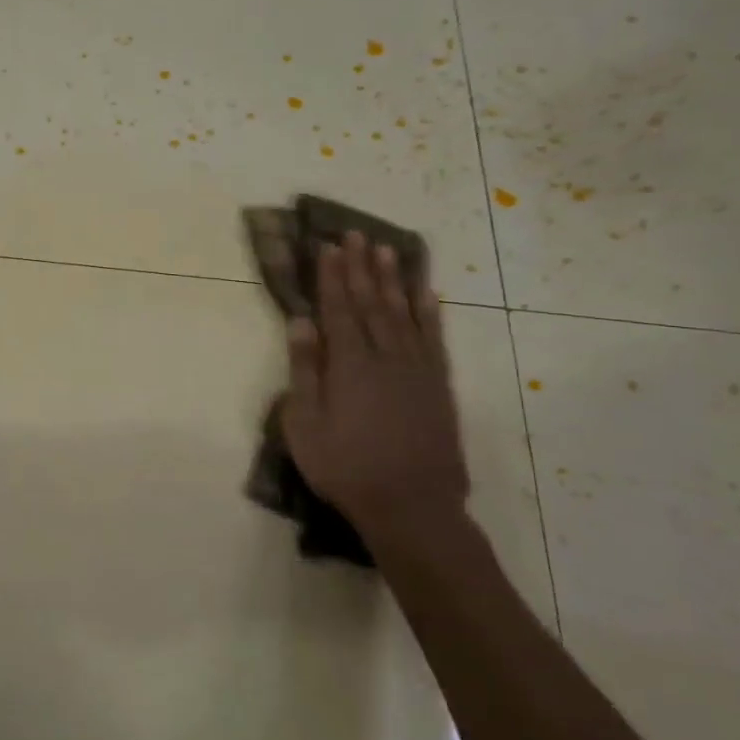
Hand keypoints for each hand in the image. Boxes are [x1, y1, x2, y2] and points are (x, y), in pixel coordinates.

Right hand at [279, 232, 469, 533]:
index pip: (338, 309)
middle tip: (356, 234)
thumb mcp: (305, 423)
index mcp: (349, 365)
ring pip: (403, 313)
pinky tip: (427, 293)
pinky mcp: (438, 385)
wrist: (412, 505)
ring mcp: (417, 369)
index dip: (332, 276)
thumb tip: (301, 323)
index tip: (328, 246)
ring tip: (387, 249)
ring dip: (394, 279)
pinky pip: (434, 339)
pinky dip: (430, 313)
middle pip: (371, 302)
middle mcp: (385, 357)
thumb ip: (304, 370)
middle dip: (361, 267)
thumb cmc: (345, 467)